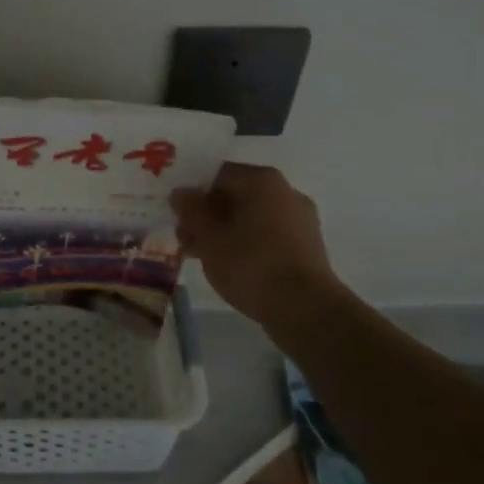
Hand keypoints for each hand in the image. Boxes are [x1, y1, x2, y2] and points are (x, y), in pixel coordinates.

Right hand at [171, 163, 342, 323]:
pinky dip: (245, 243)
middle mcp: (285, 191)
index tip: (177, 215)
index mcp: (262, 180)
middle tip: (184, 238)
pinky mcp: (307, 245)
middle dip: (207, 215)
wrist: (305, 309)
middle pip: (235, 195)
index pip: (217, 174)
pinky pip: (267, 235)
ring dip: (223, 231)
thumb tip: (181, 193)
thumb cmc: (251, 265)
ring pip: (250, 217)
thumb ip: (191, 211)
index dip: (193, 193)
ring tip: (201, 255)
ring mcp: (300, 219)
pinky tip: (228, 265)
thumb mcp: (209, 238)